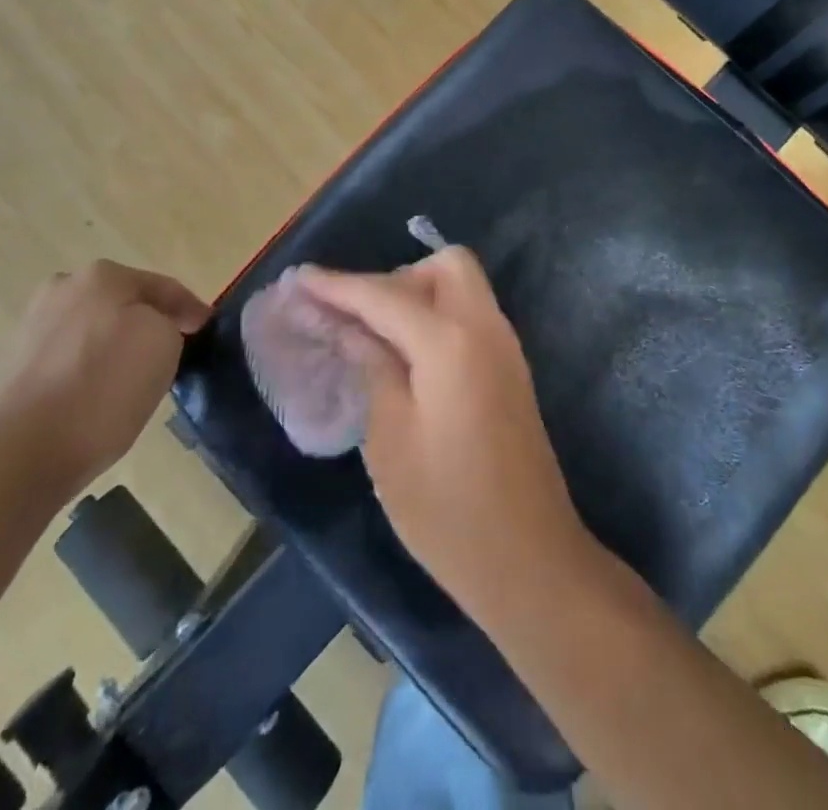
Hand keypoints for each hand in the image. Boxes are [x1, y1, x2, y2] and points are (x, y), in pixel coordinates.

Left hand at [0, 260, 208, 500]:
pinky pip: (70, 361)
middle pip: (124, 304)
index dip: (192, 310)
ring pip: (95, 332)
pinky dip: (89, 372)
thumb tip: (154, 331)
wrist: (22, 452)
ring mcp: (33, 327)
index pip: (164, 287)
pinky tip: (99, 399)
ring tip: (136, 381)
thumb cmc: (105, 385)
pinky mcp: (14, 368)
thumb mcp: (165, 342)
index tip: (208, 331)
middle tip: (174, 353)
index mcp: (102, 274)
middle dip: (149, 324)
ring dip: (116, 347)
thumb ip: (169, 323)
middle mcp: (64, 289)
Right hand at [300, 250, 593, 617]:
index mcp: (451, 342)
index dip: (337, 285)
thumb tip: (352, 328)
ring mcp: (506, 347)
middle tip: (358, 318)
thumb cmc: (447, 510)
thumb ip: (372, 368)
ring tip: (376, 337)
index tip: (298, 278)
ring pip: (462, 287)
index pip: (384, 295)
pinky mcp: (511, 369)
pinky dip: (438, 317)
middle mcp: (486, 328)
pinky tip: (408, 357)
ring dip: (418, 295)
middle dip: (397, 277)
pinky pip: (471, 316)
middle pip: (445, 266)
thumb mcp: (390, 441)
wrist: (529, 561)